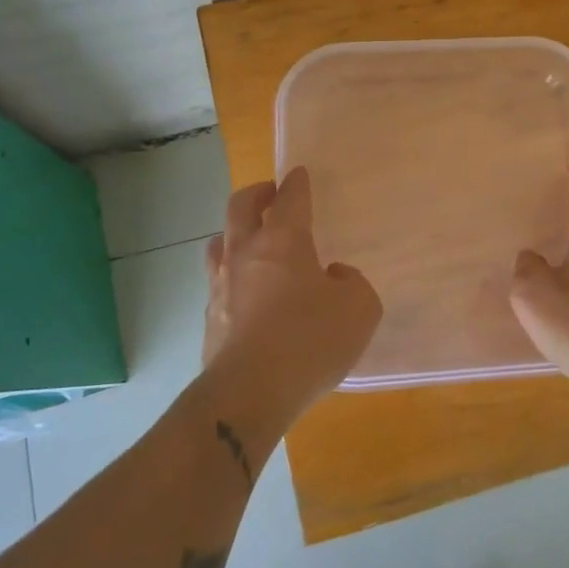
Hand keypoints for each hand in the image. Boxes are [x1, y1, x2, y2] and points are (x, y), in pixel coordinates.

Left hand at [200, 169, 381, 423]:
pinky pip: (218, 284)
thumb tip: (333, 277)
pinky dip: (232, 277)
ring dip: (235, 233)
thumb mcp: (359, 309)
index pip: (290, 198)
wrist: (249, 393)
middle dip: (256, 193)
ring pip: (219, 242)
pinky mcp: (209, 319)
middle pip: (240, 206)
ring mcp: (220, 285)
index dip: (297, 183)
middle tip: (269, 194)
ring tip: (250, 241)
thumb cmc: (309, 340)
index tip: (299, 174)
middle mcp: (245, 253)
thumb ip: (352, 283)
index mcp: (283, 241)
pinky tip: (246, 295)